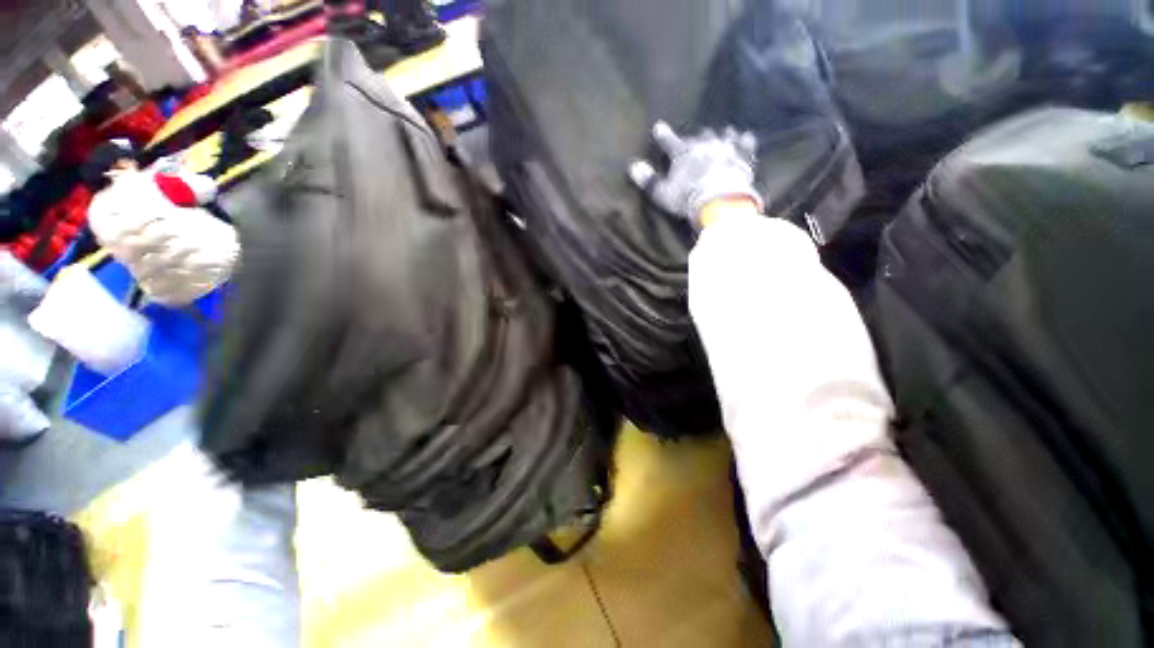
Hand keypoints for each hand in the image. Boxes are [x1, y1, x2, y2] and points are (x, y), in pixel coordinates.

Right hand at [629, 122, 762, 228]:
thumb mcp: (662, 193)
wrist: (720, 202)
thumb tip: (633, 166)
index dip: (663, 135)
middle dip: (697, 138)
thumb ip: (648, 180)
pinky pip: (745, 143)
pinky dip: (744, 141)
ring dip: (721, 136)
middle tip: (696, 140)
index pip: (669, 141)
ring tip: (722, 135)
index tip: (658, 127)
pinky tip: (745, 138)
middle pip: (699, 136)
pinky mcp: (743, 156)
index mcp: (683, 153)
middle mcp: (705, 144)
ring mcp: (726, 148)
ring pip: (723, 135)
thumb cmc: (687, 198)